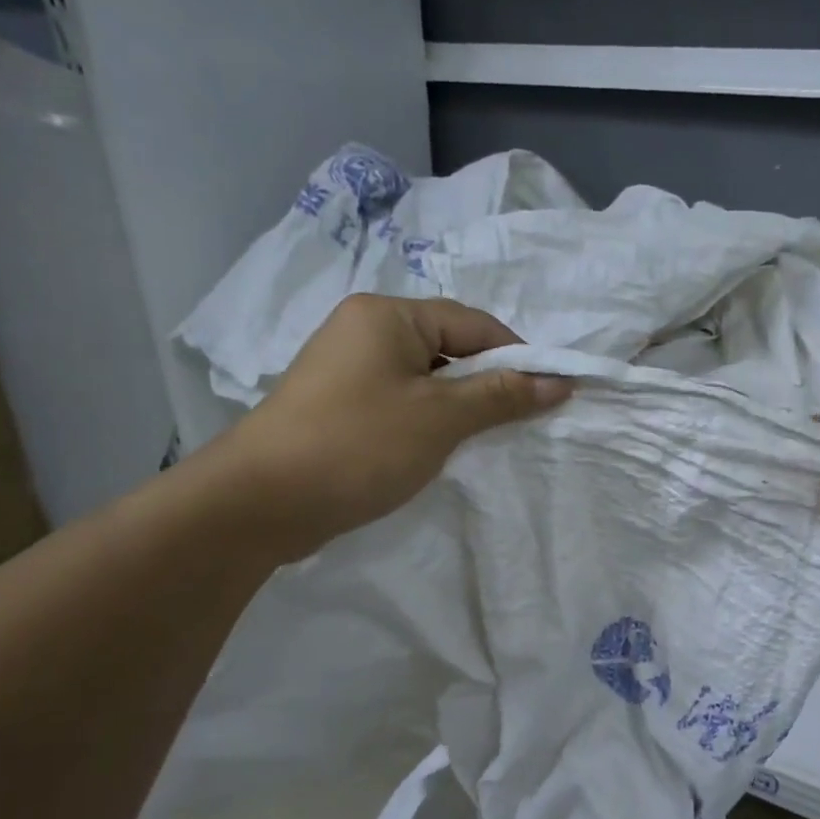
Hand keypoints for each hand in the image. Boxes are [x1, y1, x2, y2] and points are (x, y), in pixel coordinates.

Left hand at [212, 295, 569, 558]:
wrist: (260, 503)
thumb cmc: (359, 445)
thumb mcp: (440, 418)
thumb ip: (501, 395)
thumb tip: (559, 382)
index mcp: (387, 315)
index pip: (473, 323)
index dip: (518, 356)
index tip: (552, 392)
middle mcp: (364, 330)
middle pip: (448, 348)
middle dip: (488, 383)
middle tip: (523, 419)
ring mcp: (346, 369)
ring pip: (424, 378)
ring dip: (459, 405)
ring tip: (486, 438)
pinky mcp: (337, 405)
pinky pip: (400, 400)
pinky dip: (428, 420)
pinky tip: (442, 449)